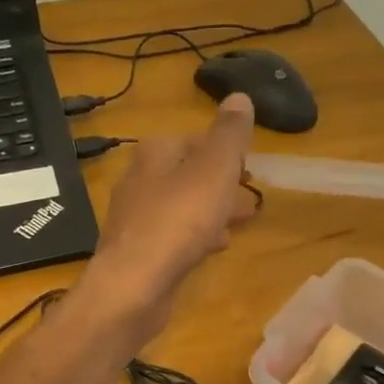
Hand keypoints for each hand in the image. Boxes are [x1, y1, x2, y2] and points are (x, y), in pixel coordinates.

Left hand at [79, 94, 257, 339]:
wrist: (133, 286)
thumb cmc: (178, 220)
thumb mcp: (213, 170)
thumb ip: (228, 135)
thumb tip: (238, 96)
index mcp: (154, 153)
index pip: (193, 139)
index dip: (223, 150)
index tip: (249, 166)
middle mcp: (139, 180)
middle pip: (187, 173)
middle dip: (220, 182)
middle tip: (250, 194)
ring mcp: (135, 218)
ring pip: (182, 205)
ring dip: (211, 209)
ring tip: (242, 220)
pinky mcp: (138, 252)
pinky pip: (174, 235)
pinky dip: (197, 235)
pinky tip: (215, 247)